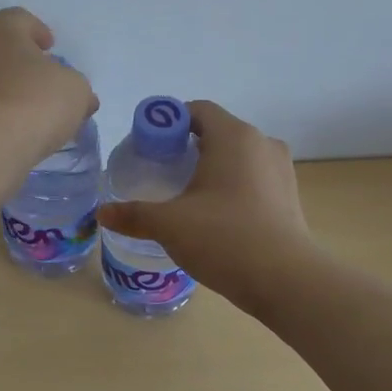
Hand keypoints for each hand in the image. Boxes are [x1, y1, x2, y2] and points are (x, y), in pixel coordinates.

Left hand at [0, 8, 96, 167]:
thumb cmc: (33, 103)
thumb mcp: (75, 91)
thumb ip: (76, 87)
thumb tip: (79, 98)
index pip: (20, 19)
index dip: (37, 32)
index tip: (49, 47)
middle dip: (15, 62)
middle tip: (36, 82)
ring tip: (19, 114)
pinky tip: (1, 134)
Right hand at [97, 100, 313, 309]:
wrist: (286, 280)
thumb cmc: (224, 237)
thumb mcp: (169, 224)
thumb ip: (133, 214)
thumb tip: (101, 214)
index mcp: (233, 136)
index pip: (197, 110)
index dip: (168, 122)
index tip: (148, 147)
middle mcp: (261, 143)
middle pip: (217, 132)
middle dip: (187, 147)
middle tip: (160, 173)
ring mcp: (281, 170)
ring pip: (237, 157)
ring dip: (211, 168)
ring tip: (186, 196)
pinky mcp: (289, 196)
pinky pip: (253, 178)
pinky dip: (232, 186)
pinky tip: (215, 216)